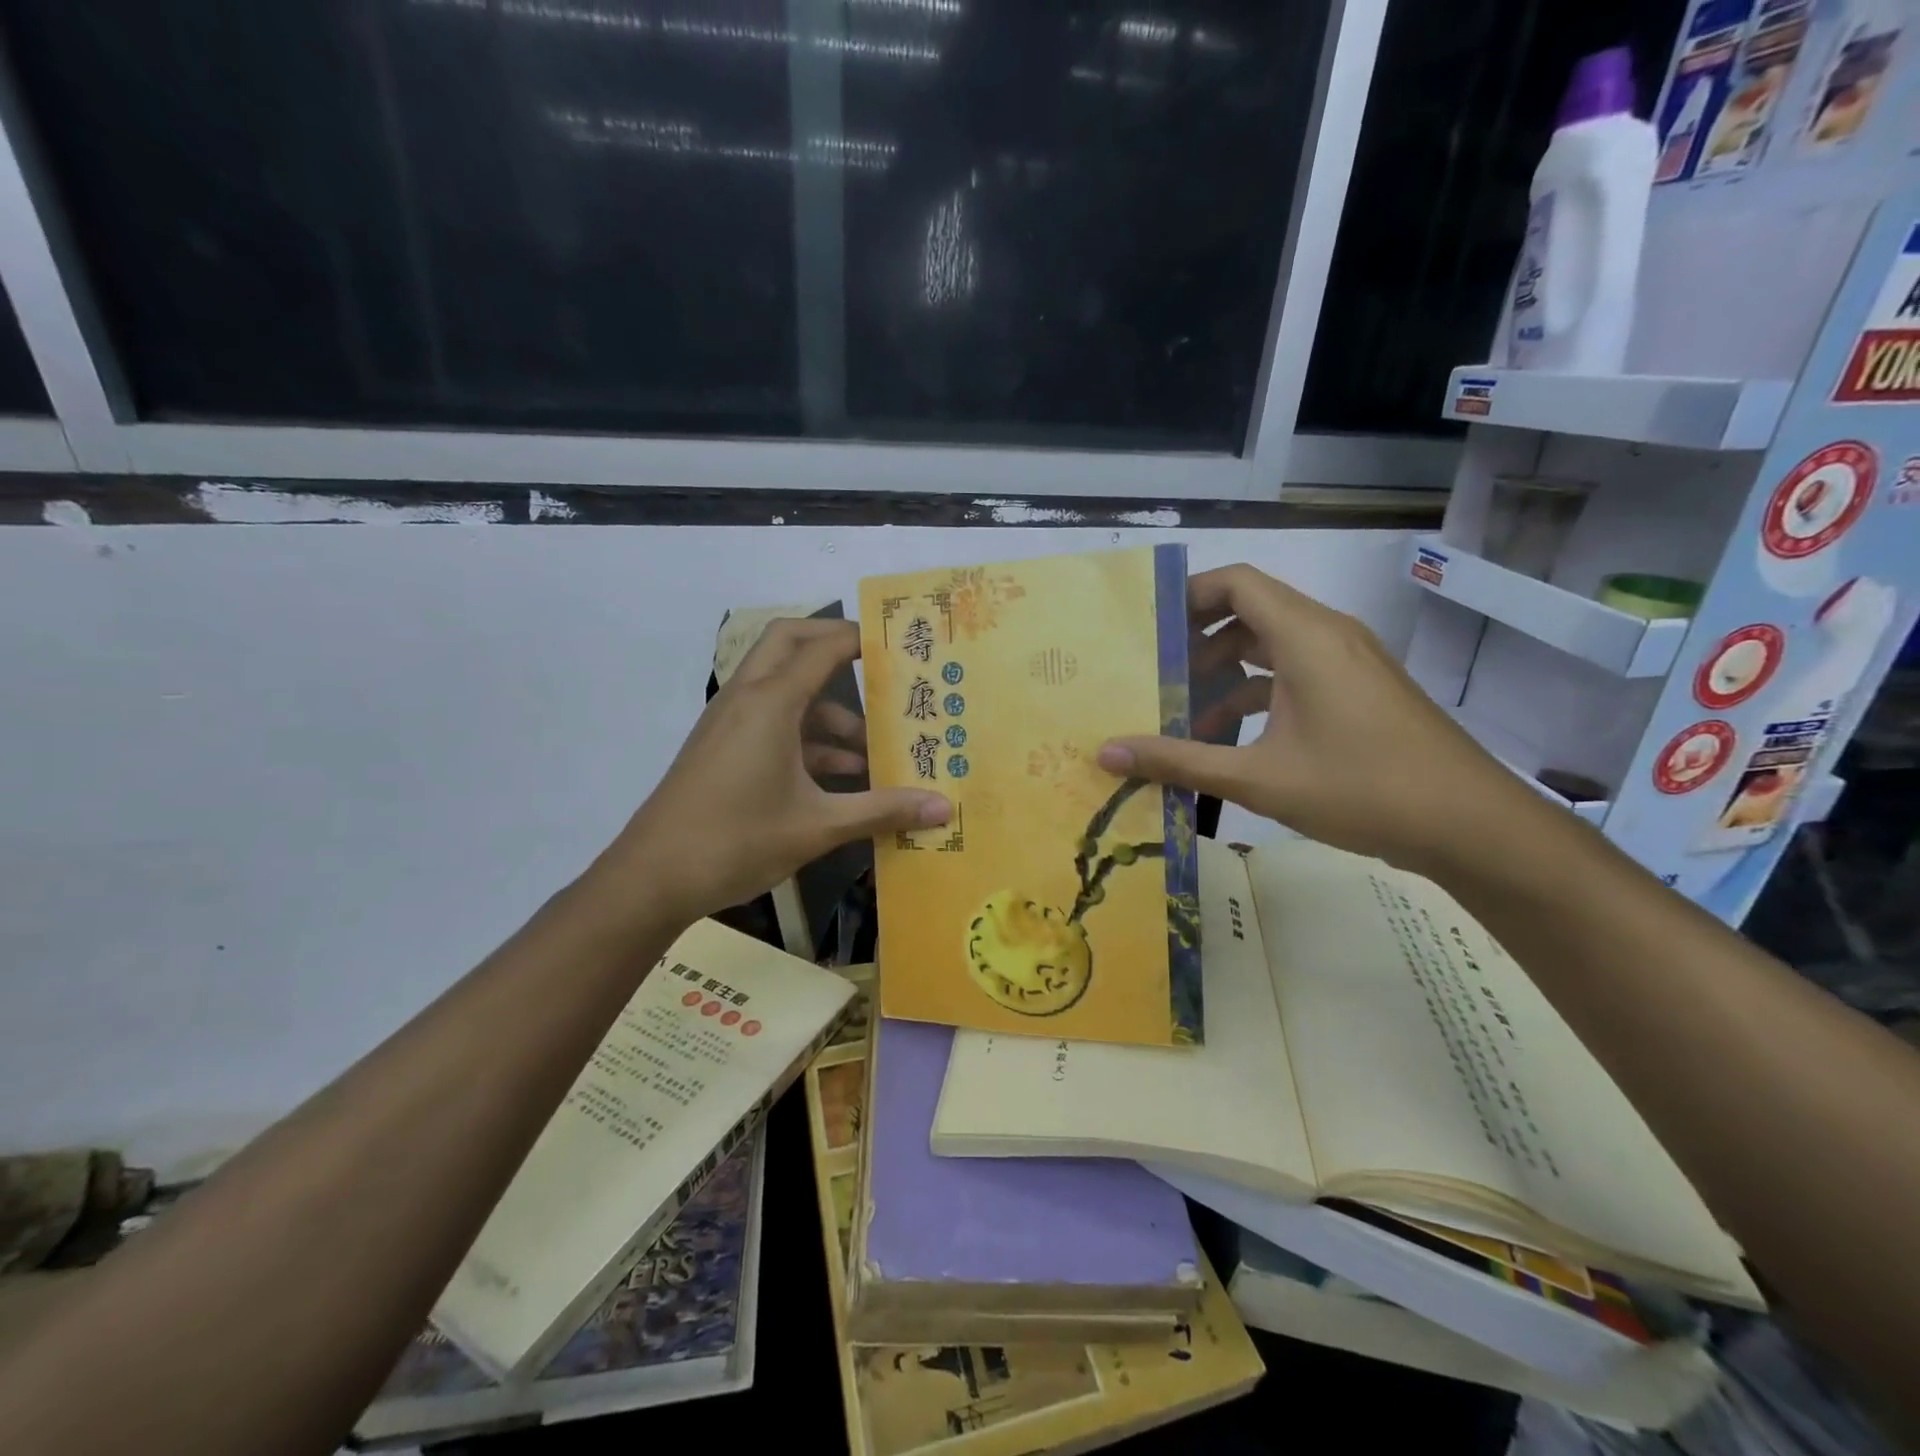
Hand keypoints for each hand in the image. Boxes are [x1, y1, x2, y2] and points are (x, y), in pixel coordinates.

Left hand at [598, 618, 950, 926]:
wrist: (652, 878)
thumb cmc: (737, 841)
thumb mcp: (818, 826)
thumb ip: (882, 810)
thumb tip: (943, 808)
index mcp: (770, 702)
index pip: (822, 647)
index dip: (862, 639)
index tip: (900, 644)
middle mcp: (748, 698)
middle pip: (791, 644)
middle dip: (835, 647)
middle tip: (881, 667)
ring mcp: (731, 723)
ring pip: (785, 689)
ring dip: (828, 709)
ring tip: (876, 749)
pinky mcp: (724, 747)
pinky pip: (773, 722)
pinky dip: (808, 737)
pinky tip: (843, 778)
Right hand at [1098, 564, 1537, 870]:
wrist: (1471, 826)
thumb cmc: (1362, 788)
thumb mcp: (1257, 778)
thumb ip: (1178, 761)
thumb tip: (1106, 754)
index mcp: (1306, 637)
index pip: (1237, 582)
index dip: (1188, 594)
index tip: (1146, 625)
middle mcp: (1329, 635)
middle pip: (1251, 611)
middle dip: (1198, 640)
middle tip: (1154, 672)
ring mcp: (1349, 664)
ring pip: (1272, 646)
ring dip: (1226, 673)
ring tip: (1184, 713)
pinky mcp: (1360, 691)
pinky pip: (1296, 674)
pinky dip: (1258, 694)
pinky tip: (1230, 740)